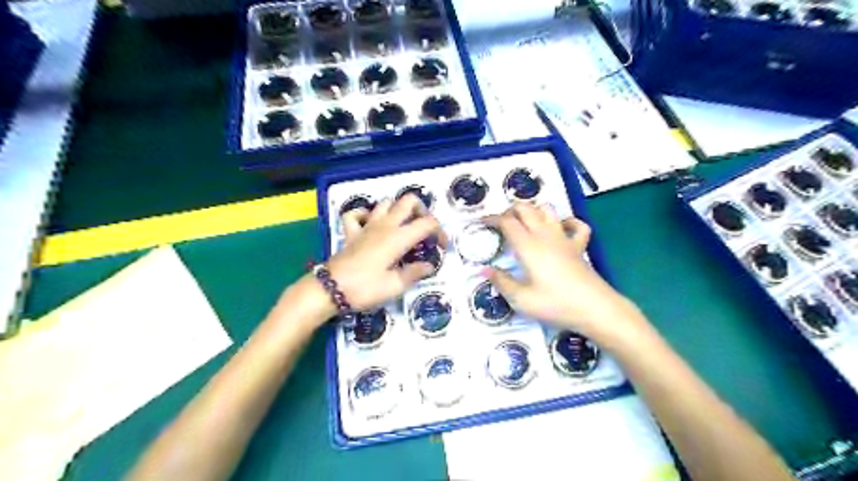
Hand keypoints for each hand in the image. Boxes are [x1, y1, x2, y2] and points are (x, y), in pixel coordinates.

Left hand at [324, 194, 449, 311]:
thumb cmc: (365, 288)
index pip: (427, 223)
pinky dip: (366, 215)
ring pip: (385, 203)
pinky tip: (371, 225)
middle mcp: (385, 225)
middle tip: (424, 231)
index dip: (440, 232)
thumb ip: (414, 273)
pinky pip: (357, 214)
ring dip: (398, 210)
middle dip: (422, 211)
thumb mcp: (394, 286)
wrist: (330, 289)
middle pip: (408, 201)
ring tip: (403, 227)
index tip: (442, 247)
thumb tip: (430, 266)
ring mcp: (366, 226)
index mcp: (399, 237)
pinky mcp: (351, 232)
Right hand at [485, 203, 646, 344]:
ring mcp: (564, 238)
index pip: (507, 222)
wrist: (595, 309)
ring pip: (548, 210)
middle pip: (526, 209)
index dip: (492, 219)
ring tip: (524, 222)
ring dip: (534, 210)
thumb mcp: (521, 299)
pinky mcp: (579, 246)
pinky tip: (561, 228)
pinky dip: (567, 221)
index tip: (481, 223)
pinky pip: (576, 225)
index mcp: (528, 246)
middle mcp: (545, 235)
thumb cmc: (555, 304)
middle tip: (500, 223)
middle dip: (510, 210)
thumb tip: (483, 269)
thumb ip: (501, 282)